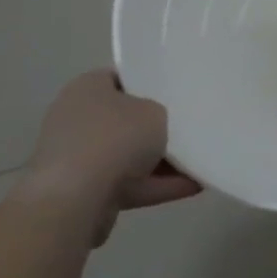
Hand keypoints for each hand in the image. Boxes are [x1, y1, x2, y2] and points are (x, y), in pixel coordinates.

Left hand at [19, 71, 201, 244]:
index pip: (122, 78)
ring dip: (162, 162)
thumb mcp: (155, 112)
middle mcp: (77, 119)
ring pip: (129, 156)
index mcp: (87, 89)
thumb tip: (157, 125)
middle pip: (126, 121)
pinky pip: (130, 183)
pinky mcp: (85, 191)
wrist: (76, 199)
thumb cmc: (115, 138)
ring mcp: (78, 158)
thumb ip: (160, 113)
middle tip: (191, 127)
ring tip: (200, 161)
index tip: (178, 93)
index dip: (150, 84)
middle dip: (157, 128)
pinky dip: (158, 185)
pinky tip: (194, 185)